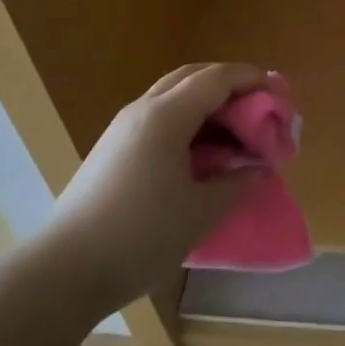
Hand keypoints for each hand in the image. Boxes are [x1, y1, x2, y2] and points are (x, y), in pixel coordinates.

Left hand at [48, 62, 270, 309]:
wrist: (65, 269)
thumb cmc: (140, 236)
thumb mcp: (200, 213)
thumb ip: (236, 184)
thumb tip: (257, 169)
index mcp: (166, 116)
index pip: (217, 78)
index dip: (251, 79)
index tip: (279, 93)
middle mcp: (143, 110)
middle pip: (193, 76)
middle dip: (230, 84)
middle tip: (259, 107)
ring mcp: (123, 128)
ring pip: (173, 94)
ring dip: (207, 102)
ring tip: (234, 131)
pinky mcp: (112, 148)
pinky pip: (159, 115)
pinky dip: (188, 120)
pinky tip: (200, 151)